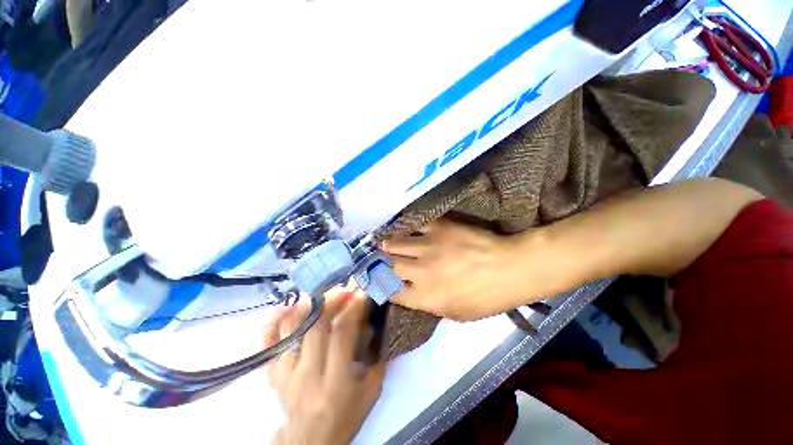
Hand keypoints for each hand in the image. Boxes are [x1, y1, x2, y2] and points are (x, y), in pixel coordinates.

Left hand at [267, 291, 385, 444]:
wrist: (311, 440)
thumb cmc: (346, 415)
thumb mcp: (371, 390)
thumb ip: (377, 356)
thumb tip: (373, 322)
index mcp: (336, 382)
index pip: (342, 333)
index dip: (353, 308)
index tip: (361, 294)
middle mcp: (307, 376)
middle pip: (316, 326)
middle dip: (332, 300)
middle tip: (343, 290)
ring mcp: (285, 374)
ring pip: (291, 328)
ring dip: (306, 305)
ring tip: (320, 294)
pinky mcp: (272, 374)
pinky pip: (268, 342)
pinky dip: (274, 321)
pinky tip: (286, 306)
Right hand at [383, 220, 536, 320]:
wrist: (509, 268)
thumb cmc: (487, 297)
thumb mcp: (458, 314)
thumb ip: (431, 305)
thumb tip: (413, 294)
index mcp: (425, 297)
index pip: (392, 292)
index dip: (382, 287)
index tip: (378, 281)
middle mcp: (421, 272)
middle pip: (390, 266)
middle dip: (380, 263)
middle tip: (376, 259)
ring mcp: (429, 247)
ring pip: (396, 243)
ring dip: (388, 244)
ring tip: (383, 243)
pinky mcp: (439, 228)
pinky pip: (416, 225)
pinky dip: (408, 227)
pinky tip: (403, 226)